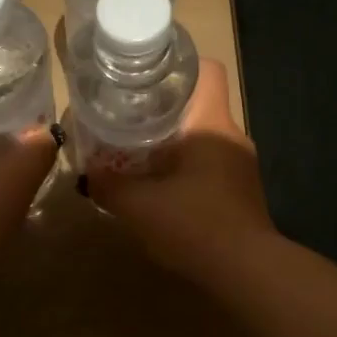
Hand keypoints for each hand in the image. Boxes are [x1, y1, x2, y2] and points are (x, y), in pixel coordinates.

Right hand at [87, 59, 276, 283]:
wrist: (248, 273)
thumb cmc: (195, 224)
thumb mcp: (139, 206)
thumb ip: (109, 186)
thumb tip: (88, 173)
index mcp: (212, 123)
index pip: (207, 70)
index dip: (179, 63)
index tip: (147, 74)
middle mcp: (232, 135)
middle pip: (199, 103)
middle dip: (164, 107)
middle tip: (128, 114)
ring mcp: (241, 165)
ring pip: (203, 136)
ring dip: (173, 141)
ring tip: (137, 151)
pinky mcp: (241, 191)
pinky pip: (210, 164)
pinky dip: (186, 168)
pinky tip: (161, 188)